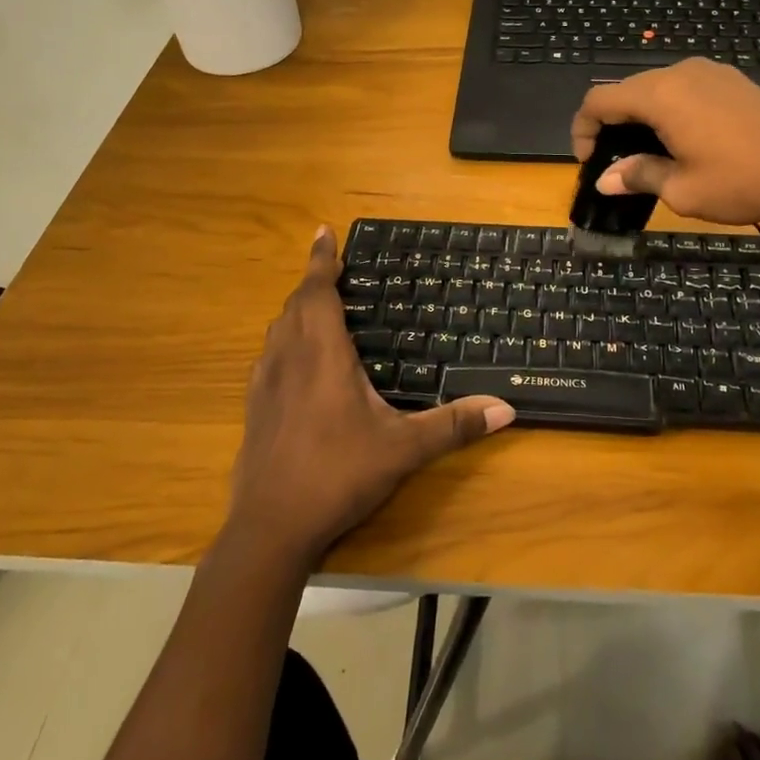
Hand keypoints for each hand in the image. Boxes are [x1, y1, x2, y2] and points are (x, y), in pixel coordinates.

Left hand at [226, 227, 514, 563]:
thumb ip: (454, 425)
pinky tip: (296, 360)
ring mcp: (265, 383)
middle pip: (296, 304)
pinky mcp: (254, 407)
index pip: (319, 291)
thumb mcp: (403, 450)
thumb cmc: (338, 475)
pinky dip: (284, 339)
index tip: (325, 230)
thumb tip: (506, 408)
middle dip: (314, 281)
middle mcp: (289, 358)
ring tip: (317, 305)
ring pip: (278, 328)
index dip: (322, 258)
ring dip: (297, 309)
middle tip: (334, 268)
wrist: (270, 528)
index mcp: (322, 354)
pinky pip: (269, 355)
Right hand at [571, 59, 759, 224]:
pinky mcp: (728, 79)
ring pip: (654, 89)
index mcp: (660, 95)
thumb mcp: (684, 189)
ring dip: (639, 118)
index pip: (599, 100)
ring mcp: (707, 72)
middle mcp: (679, 73)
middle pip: (625, 91)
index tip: (590, 163)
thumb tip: (606, 179)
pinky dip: (667, 110)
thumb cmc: (743, 179)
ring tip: (647, 155)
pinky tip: (681, 139)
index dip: (583, 129)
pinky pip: (682, 89)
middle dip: (610, 125)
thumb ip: (639, 176)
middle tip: (615, 164)